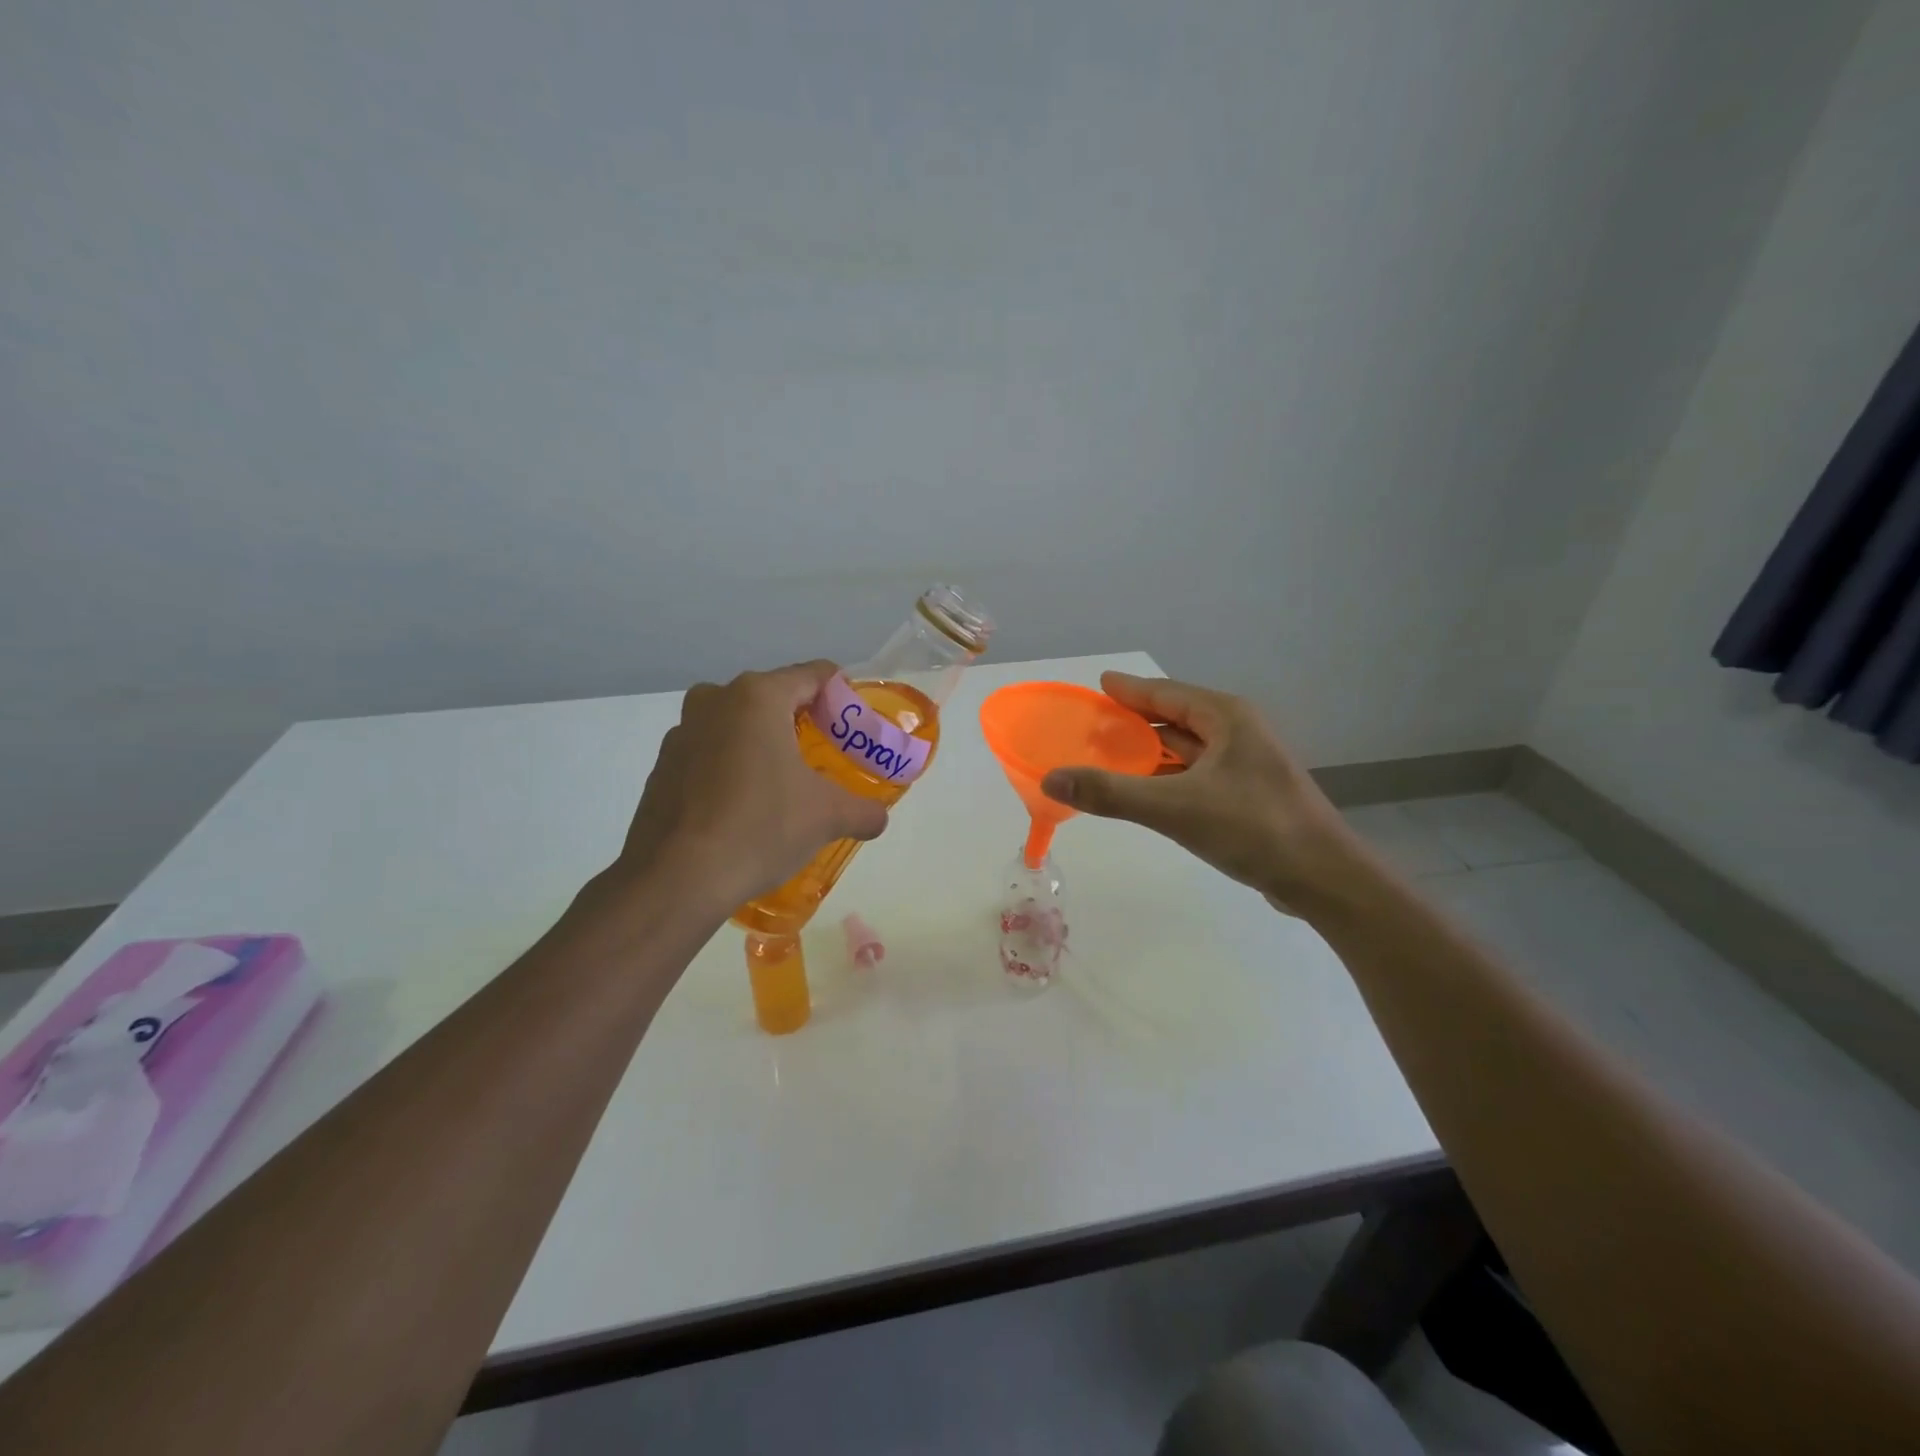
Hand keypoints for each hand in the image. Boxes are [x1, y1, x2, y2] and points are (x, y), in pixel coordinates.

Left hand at [611, 660, 888, 913]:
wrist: (676, 879)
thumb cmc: (760, 828)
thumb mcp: (828, 817)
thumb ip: (863, 810)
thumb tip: (878, 817)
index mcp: (757, 697)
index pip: (814, 675)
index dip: (843, 696)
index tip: (856, 726)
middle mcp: (714, 701)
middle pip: (773, 698)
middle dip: (802, 723)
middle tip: (825, 758)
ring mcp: (681, 733)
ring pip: (737, 726)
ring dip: (762, 745)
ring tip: (784, 786)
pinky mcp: (662, 767)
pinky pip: (709, 755)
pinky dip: (731, 769)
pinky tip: (743, 809)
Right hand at [1040, 672, 1370, 914]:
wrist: (1322, 878)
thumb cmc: (1252, 828)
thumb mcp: (1174, 807)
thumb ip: (1111, 792)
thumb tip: (1052, 778)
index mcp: (1225, 718)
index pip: (1165, 693)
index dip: (1129, 690)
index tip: (1099, 685)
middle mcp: (1238, 732)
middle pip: (1176, 718)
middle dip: (1135, 722)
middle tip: (1094, 727)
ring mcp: (1247, 765)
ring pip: (1187, 750)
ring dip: (1151, 753)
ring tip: (1110, 758)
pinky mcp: (1249, 795)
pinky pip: (1196, 775)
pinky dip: (1167, 778)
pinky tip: (1146, 793)